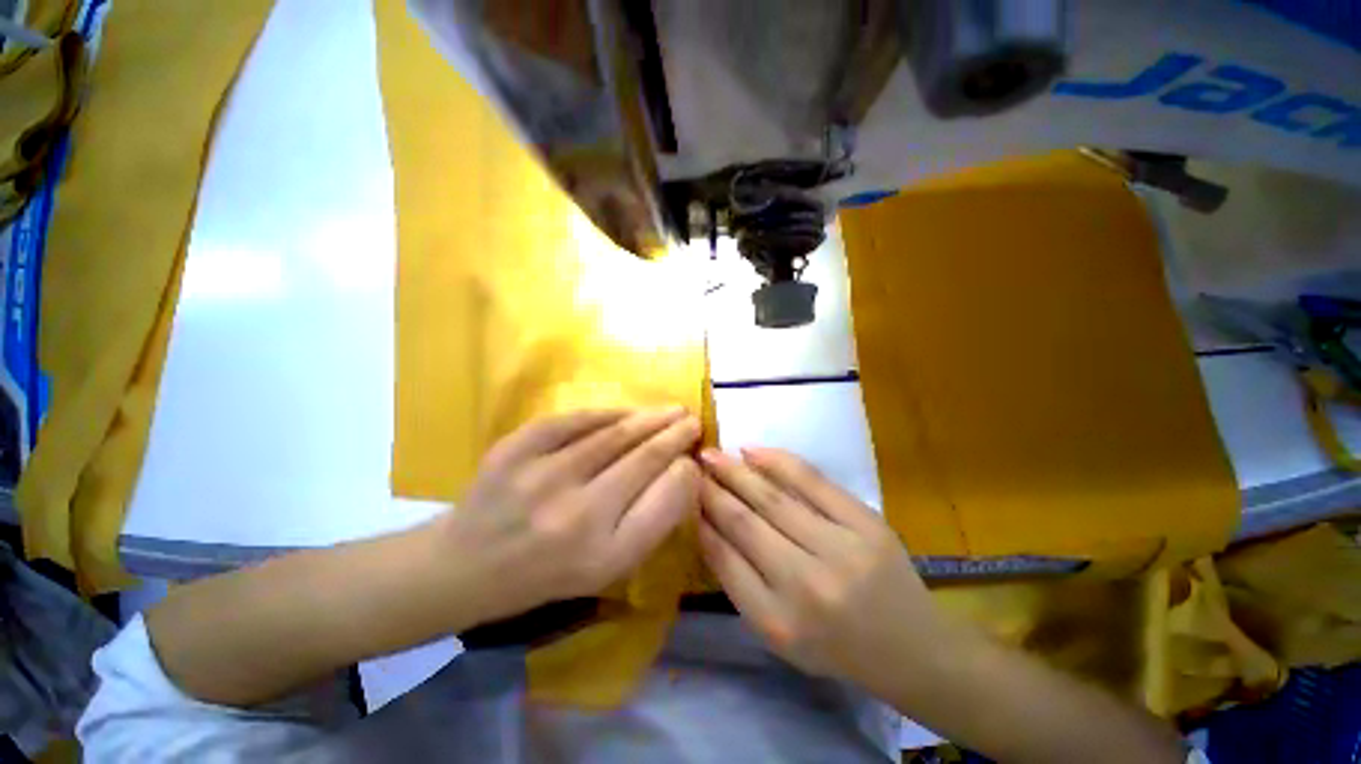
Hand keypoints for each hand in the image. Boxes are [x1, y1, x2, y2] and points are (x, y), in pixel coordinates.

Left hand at [439, 408, 701, 627]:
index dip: (687, 471)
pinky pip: (576, 420)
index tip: (696, 457)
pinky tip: (627, 413)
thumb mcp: (609, 566)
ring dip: (650, 418)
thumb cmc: (549, 572)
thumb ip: (650, 520)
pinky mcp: (514, 450)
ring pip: (614, 434)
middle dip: (676, 435)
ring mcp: (541, 478)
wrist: (467, 566)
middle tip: (693, 420)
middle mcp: (576, 518)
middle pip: (645, 459)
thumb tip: (682, 470)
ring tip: (671, 410)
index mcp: (604, 556)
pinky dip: (608, 413)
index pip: (666, 500)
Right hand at [697, 447, 959, 696]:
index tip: (685, 494)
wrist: (911, 649)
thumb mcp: (777, 631)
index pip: (723, 556)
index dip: (700, 519)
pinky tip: (752, 451)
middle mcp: (805, 585)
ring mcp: (840, 549)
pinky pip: (811, 482)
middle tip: (692, 466)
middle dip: (712, 489)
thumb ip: (738, 580)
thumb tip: (705, 525)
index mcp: (777, 621)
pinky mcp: (865, 523)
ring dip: (736, 471)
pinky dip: (777, 462)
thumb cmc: (834, 646)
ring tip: (712, 454)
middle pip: (744, 521)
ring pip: (772, 498)